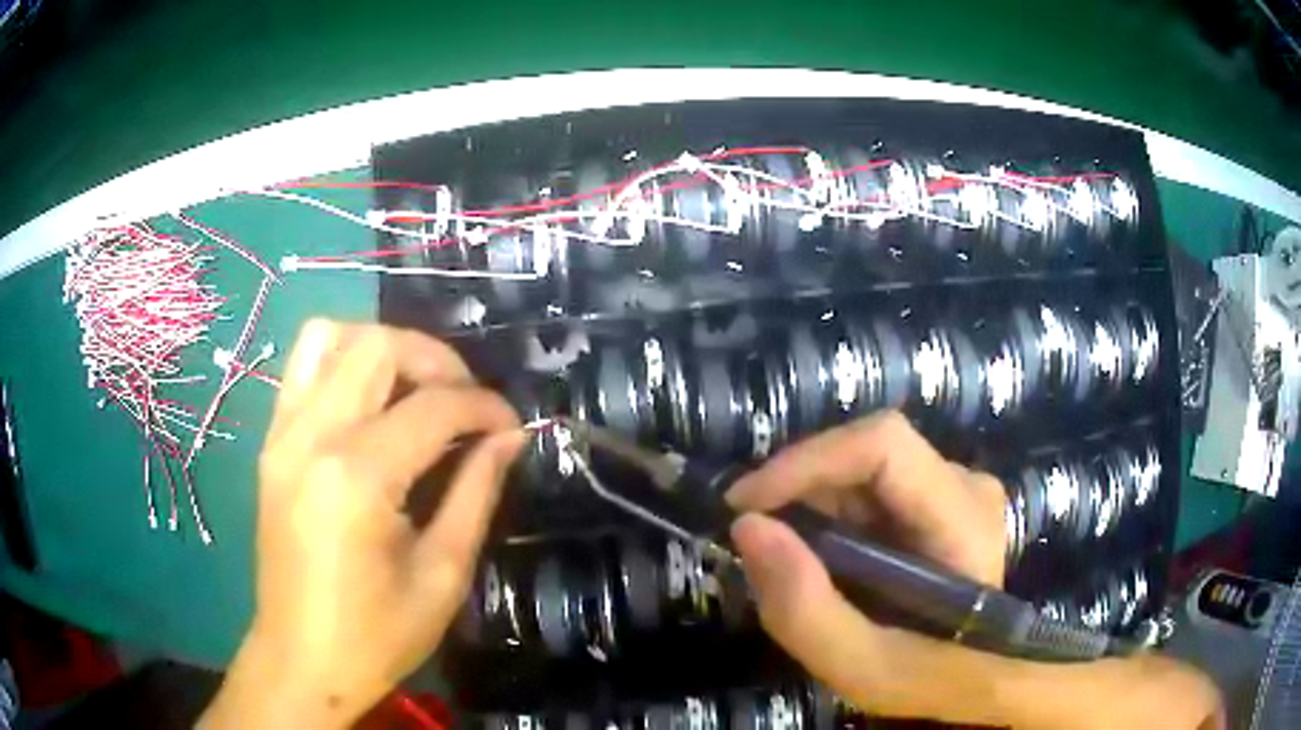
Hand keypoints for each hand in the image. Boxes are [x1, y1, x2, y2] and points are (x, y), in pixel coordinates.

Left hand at [200, 321, 522, 729]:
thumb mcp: (442, 574)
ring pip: (329, 337)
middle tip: (466, 401)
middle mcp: (310, 437)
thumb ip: (476, 492)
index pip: (432, 407)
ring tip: (416, 389)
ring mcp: (281, 434)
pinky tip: (372, 405)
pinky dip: (345, 363)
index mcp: (356, 478)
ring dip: (383, 348)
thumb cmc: (377, 635)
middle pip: (376, 346)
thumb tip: (509, 438)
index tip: (512, 426)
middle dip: (435, 360)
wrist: (301, 660)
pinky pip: (303, 368)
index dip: (483, 407)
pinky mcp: (271, 443)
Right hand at [726, 411, 1223, 729]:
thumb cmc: (930, 679)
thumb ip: (802, 606)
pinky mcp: (942, 500)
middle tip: (759, 541)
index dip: (807, 459)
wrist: (976, 682)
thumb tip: (747, 525)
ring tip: (793, 559)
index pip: (882, 443)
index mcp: (963, 516)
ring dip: (815, 507)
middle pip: (867, 453)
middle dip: (802, 490)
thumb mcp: (861, 666)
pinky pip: (873, 489)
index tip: (744, 503)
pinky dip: (834, 518)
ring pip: (865, 470)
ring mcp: (958, 489)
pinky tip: (826, 559)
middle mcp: (967, 484)